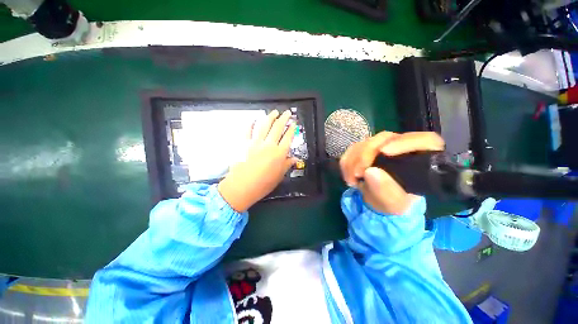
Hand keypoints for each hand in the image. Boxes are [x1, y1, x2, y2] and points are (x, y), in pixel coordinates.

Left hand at [218, 110, 296, 211]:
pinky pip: (248, 130)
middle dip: (283, 118)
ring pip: (264, 126)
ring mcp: (255, 143)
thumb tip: (294, 159)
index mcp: (279, 154)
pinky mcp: (244, 144)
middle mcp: (269, 145)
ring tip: (274, 112)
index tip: (294, 124)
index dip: (292, 129)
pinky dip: (251, 124)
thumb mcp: (279, 176)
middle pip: (278, 128)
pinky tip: (254, 119)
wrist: (242, 187)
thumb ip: (287, 165)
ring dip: (270, 117)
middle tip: (286, 112)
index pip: (288, 138)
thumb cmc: (263, 184)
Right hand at [339, 131, 443, 214]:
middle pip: (385, 138)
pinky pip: (352, 149)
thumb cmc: (394, 201)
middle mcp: (402, 146)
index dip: (404, 142)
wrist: (379, 199)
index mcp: (422, 158)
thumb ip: (386, 190)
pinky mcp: (366, 147)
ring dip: (353, 161)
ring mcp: (382, 144)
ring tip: (352, 181)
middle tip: (357, 174)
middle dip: (366, 155)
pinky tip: (349, 177)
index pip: (424, 140)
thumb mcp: (393, 202)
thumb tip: (369, 171)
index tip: (383, 152)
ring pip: (365, 142)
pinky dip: (347, 163)